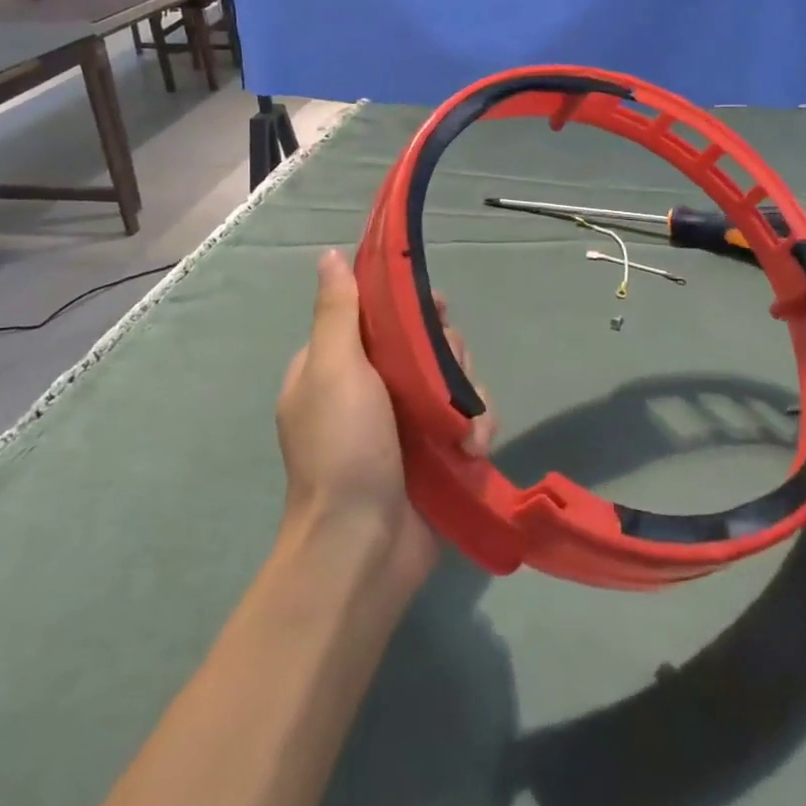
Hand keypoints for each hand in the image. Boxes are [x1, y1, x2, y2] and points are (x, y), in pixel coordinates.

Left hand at [276, 249, 494, 597]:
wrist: (362, 550)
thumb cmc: (343, 449)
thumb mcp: (333, 369)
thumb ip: (338, 311)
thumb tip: (329, 255)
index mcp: (337, 365)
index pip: (379, 314)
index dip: (409, 305)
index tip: (436, 308)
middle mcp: (371, 389)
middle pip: (424, 344)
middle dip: (446, 353)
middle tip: (450, 369)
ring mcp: (406, 424)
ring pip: (453, 380)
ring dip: (467, 396)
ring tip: (463, 426)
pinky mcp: (436, 454)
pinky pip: (468, 420)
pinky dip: (476, 428)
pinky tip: (473, 447)